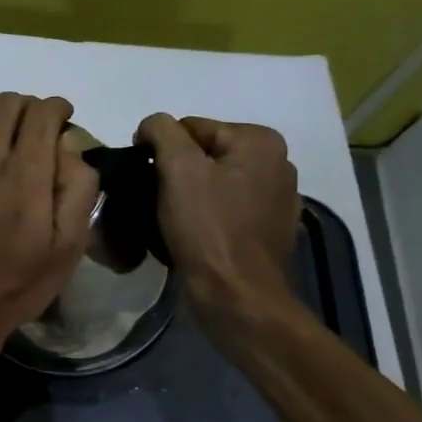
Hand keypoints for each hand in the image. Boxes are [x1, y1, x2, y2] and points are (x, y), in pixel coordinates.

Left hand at [0, 93, 98, 376]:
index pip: (42, 112)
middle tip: (39, 136)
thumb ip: (77, 188)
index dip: (58, 110)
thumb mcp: (67, 247)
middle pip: (7, 103)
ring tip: (9, 151)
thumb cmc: (16, 285)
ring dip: (0, 123)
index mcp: (23, 175)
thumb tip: (70, 146)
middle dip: (30, 110)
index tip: (65, 122)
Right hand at [137, 114, 299, 328]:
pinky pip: (224, 209)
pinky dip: (205, 216)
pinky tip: (192, 235)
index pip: (189, 127)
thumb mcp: (177, 168)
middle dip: (175, 173)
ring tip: (169, 219)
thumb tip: (151, 126)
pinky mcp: (268, 229)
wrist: (236, 295)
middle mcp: (276, 162)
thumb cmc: (206, 228)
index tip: (144, 179)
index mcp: (260, 141)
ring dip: (187, 195)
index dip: (159, 150)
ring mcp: (276, 198)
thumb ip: (161, 131)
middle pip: (202, 154)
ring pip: (212, 182)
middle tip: (155, 200)